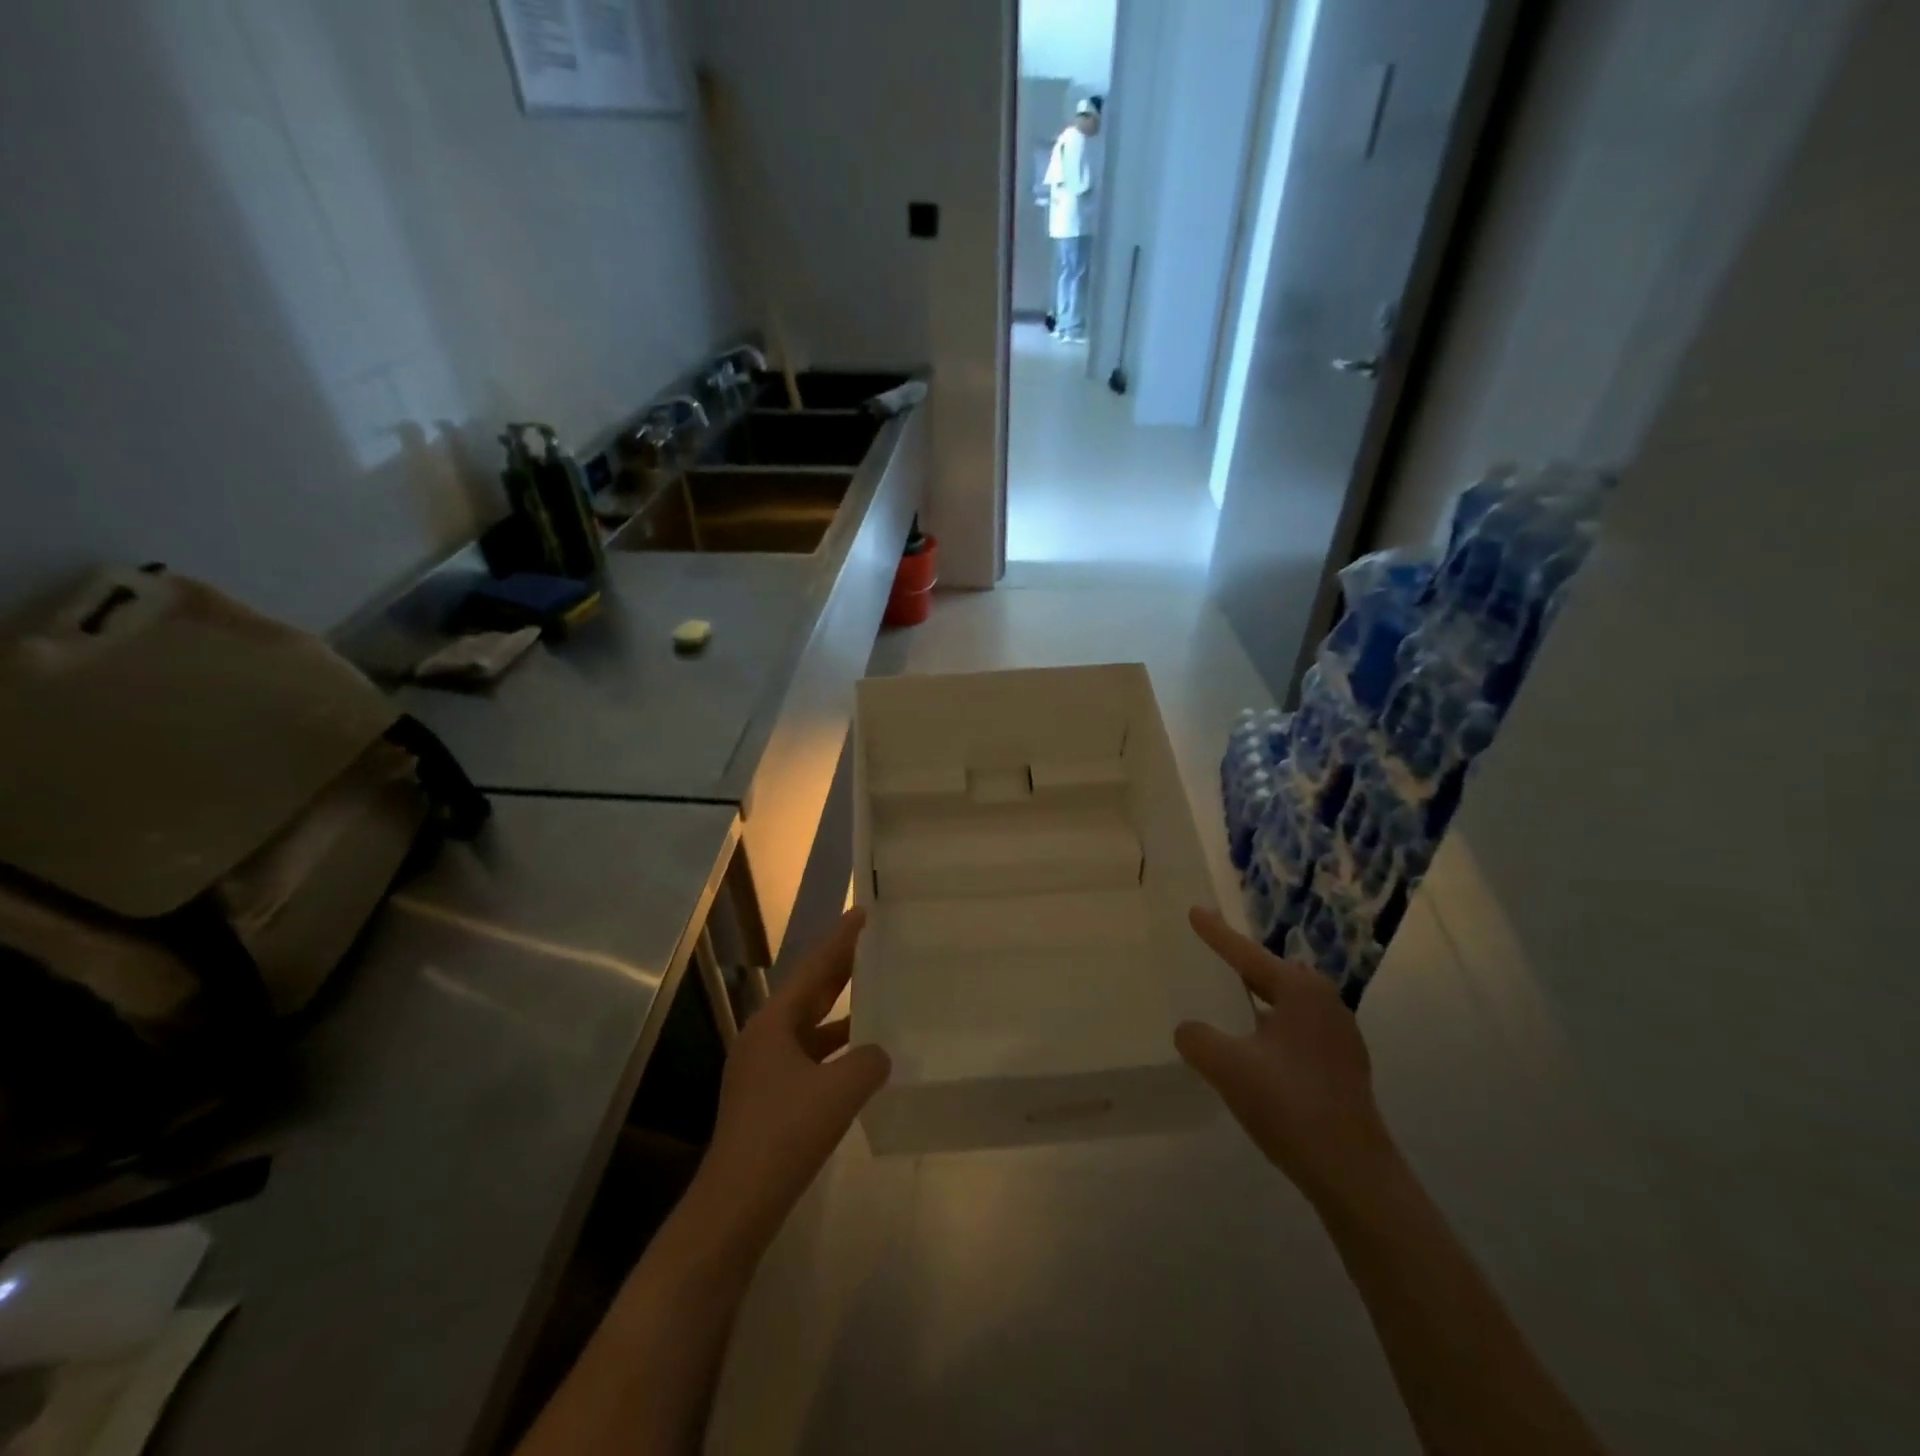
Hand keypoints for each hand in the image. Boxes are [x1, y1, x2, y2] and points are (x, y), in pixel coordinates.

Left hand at [693, 909, 890, 1251]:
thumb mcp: (839, 1091)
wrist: (735, 1204)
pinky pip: (809, 1057)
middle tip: (873, 945)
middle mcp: (764, 1038)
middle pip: (809, 993)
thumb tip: (879, 1053)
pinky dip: (835, 1050)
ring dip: (839, 1012)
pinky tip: (860, 1058)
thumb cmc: (784, 1134)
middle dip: (840, 969)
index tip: (862, 913)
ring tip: (874, 995)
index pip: (813, 969)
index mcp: (773, 1023)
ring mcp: (763, 1070)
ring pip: (809, 1027)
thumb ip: (868, 1061)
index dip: (840, 941)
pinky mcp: (768, 1098)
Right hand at [1175, 907, 1397, 1211]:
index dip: (1216, 934)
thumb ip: (1197, 1039)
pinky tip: (1256, 1049)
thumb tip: (1189, 1030)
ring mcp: (1340, 1036)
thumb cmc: (1290, 1106)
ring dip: (1258, 999)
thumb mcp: (1228, 1067)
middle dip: (1242, 965)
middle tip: (1213, 958)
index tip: (1194, 910)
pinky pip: (1298, 1028)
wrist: (1354, 1175)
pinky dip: (1272, 1026)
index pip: (1247, 954)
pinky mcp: (1344, 1066)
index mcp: (1301, 991)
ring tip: (1230, 1002)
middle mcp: (1326, 1003)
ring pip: (1288, 1003)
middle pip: (1272, 973)